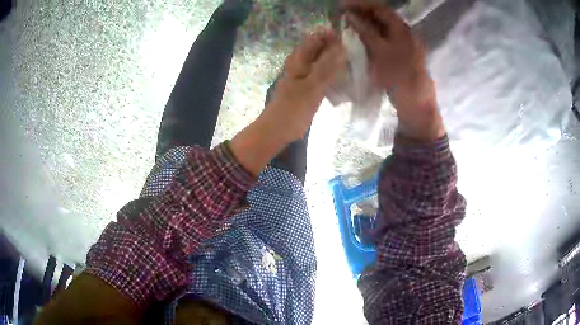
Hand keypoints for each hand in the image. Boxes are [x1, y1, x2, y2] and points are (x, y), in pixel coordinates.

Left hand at [261, 28, 346, 142]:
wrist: (279, 130)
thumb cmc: (292, 108)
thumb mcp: (311, 86)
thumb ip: (326, 67)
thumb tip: (342, 48)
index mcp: (298, 59)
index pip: (316, 38)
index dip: (332, 36)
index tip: (350, 41)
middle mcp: (302, 63)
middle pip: (321, 49)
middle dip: (338, 49)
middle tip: (357, 54)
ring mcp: (307, 75)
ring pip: (324, 62)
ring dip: (338, 62)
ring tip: (356, 65)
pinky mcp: (312, 87)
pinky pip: (326, 75)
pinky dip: (335, 75)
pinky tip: (348, 78)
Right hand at [342, 0, 444, 140]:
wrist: (416, 105)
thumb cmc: (401, 79)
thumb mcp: (382, 54)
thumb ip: (367, 33)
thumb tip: (350, 15)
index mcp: (402, 30)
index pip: (380, 8)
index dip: (361, 4)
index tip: (342, 4)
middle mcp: (402, 34)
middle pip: (380, 17)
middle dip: (360, 13)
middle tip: (340, 13)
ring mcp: (399, 45)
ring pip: (379, 28)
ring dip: (363, 24)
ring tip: (345, 23)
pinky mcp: (396, 55)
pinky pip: (380, 40)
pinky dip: (367, 36)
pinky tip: (356, 38)